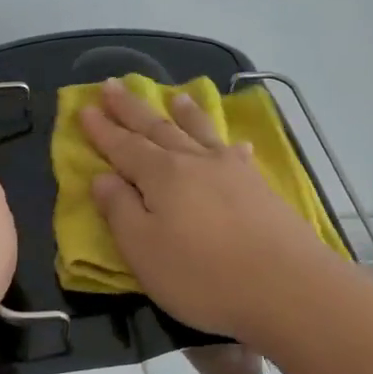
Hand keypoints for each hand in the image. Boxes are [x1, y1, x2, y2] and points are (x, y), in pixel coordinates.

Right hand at [80, 79, 334, 340]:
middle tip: (113, 85)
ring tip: (176, 97)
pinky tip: (234, 145)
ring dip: (184, 115)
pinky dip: (228, 145)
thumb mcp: (143, 249)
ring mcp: (232, 172)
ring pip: (200, 133)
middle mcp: (195, 163)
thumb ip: (120, 210)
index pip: (124, 146)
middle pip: (158, 128)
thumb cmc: (202, 275)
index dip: (102, 129)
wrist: (288, 288)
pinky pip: (236, 154)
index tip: (84, 108)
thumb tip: (101, 178)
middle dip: (132, 109)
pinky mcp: (260, 189)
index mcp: (161, 176)